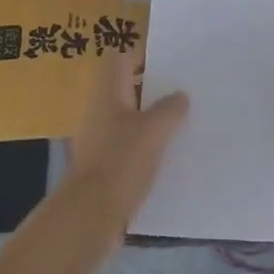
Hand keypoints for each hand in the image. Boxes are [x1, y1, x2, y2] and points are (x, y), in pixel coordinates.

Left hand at [66, 50, 188, 239]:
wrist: (90, 217)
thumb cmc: (121, 163)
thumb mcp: (154, 130)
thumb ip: (170, 108)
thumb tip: (179, 95)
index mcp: (108, 93)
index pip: (121, 58)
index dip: (144, 56)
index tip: (172, 65)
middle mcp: (100, 111)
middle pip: (127, 88)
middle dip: (154, 90)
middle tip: (184, 93)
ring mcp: (99, 139)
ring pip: (129, 118)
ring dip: (152, 119)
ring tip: (183, 124)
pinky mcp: (103, 166)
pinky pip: (128, 145)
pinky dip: (146, 146)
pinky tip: (168, 156)